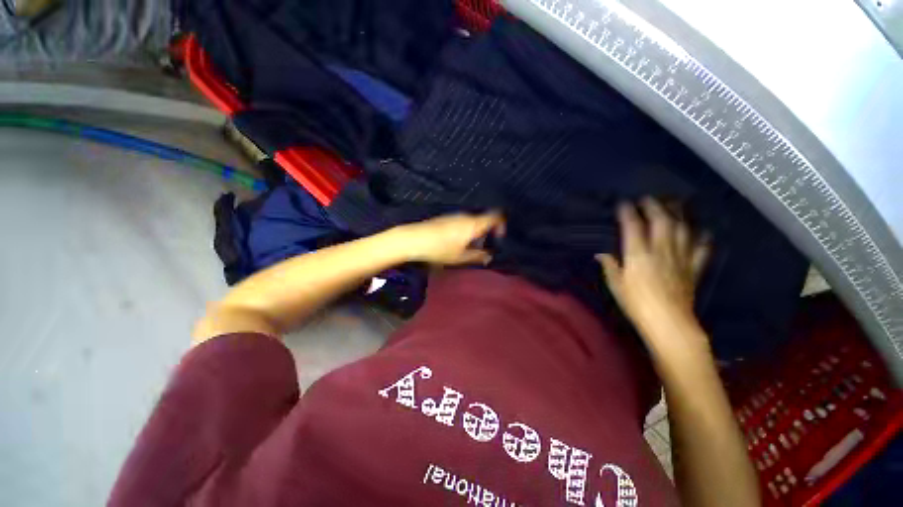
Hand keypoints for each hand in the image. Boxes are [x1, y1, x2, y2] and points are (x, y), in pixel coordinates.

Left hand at [394, 212, 504, 265]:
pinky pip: (461, 222)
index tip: (498, 238)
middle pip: (483, 220)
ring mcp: (455, 215)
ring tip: (466, 249)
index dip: (501, 225)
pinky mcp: (445, 218)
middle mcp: (466, 216)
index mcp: (474, 224)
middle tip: (481, 249)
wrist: (414, 239)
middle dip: (486, 234)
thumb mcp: (460, 257)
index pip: (496, 216)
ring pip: (472, 222)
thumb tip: (489, 257)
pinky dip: (464, 231)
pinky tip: (454, 243)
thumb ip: (477, 256)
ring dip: (474, 233)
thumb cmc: (440, 249)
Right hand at [597, 199, 708, 331]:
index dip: (628, 213)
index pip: (633, 227)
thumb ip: (610, 267)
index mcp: (638, 255)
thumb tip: (600, 254)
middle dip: (654, 206)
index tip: (623, 203)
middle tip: (648, 198)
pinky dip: (703, 238)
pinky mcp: (694, 268)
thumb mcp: (616, 285)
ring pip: (682, 229)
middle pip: (661, 221)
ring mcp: (680, 258)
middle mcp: (661, 251)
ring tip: (674, 204)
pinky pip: (701, 249)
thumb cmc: (636, 304)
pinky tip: (703, 231)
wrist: (669, 323)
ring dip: (678, 214)